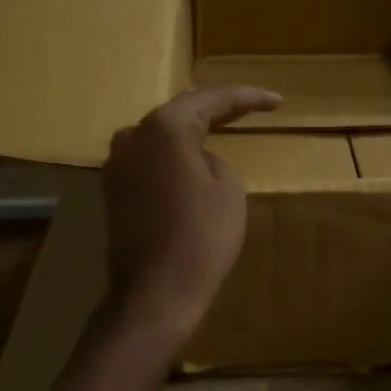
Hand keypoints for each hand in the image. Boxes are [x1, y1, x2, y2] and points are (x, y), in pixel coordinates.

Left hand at [101, 86, 279, 343]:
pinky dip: (173, 154)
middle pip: (182, 111)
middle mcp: (133, 135)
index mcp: (165, 127)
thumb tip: (197, 160)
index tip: (276, 101)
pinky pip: (150, 158)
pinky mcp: (114, 190)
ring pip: (161, 134)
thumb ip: (214, 159)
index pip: (212, 99)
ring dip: (191, 130)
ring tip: (222, 125)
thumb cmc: (201, 237)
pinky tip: (191, 158)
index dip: (247, 98)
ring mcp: (117, 163)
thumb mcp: (228, 188)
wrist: (155, 292)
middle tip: (251, 107)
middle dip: (217, 108)